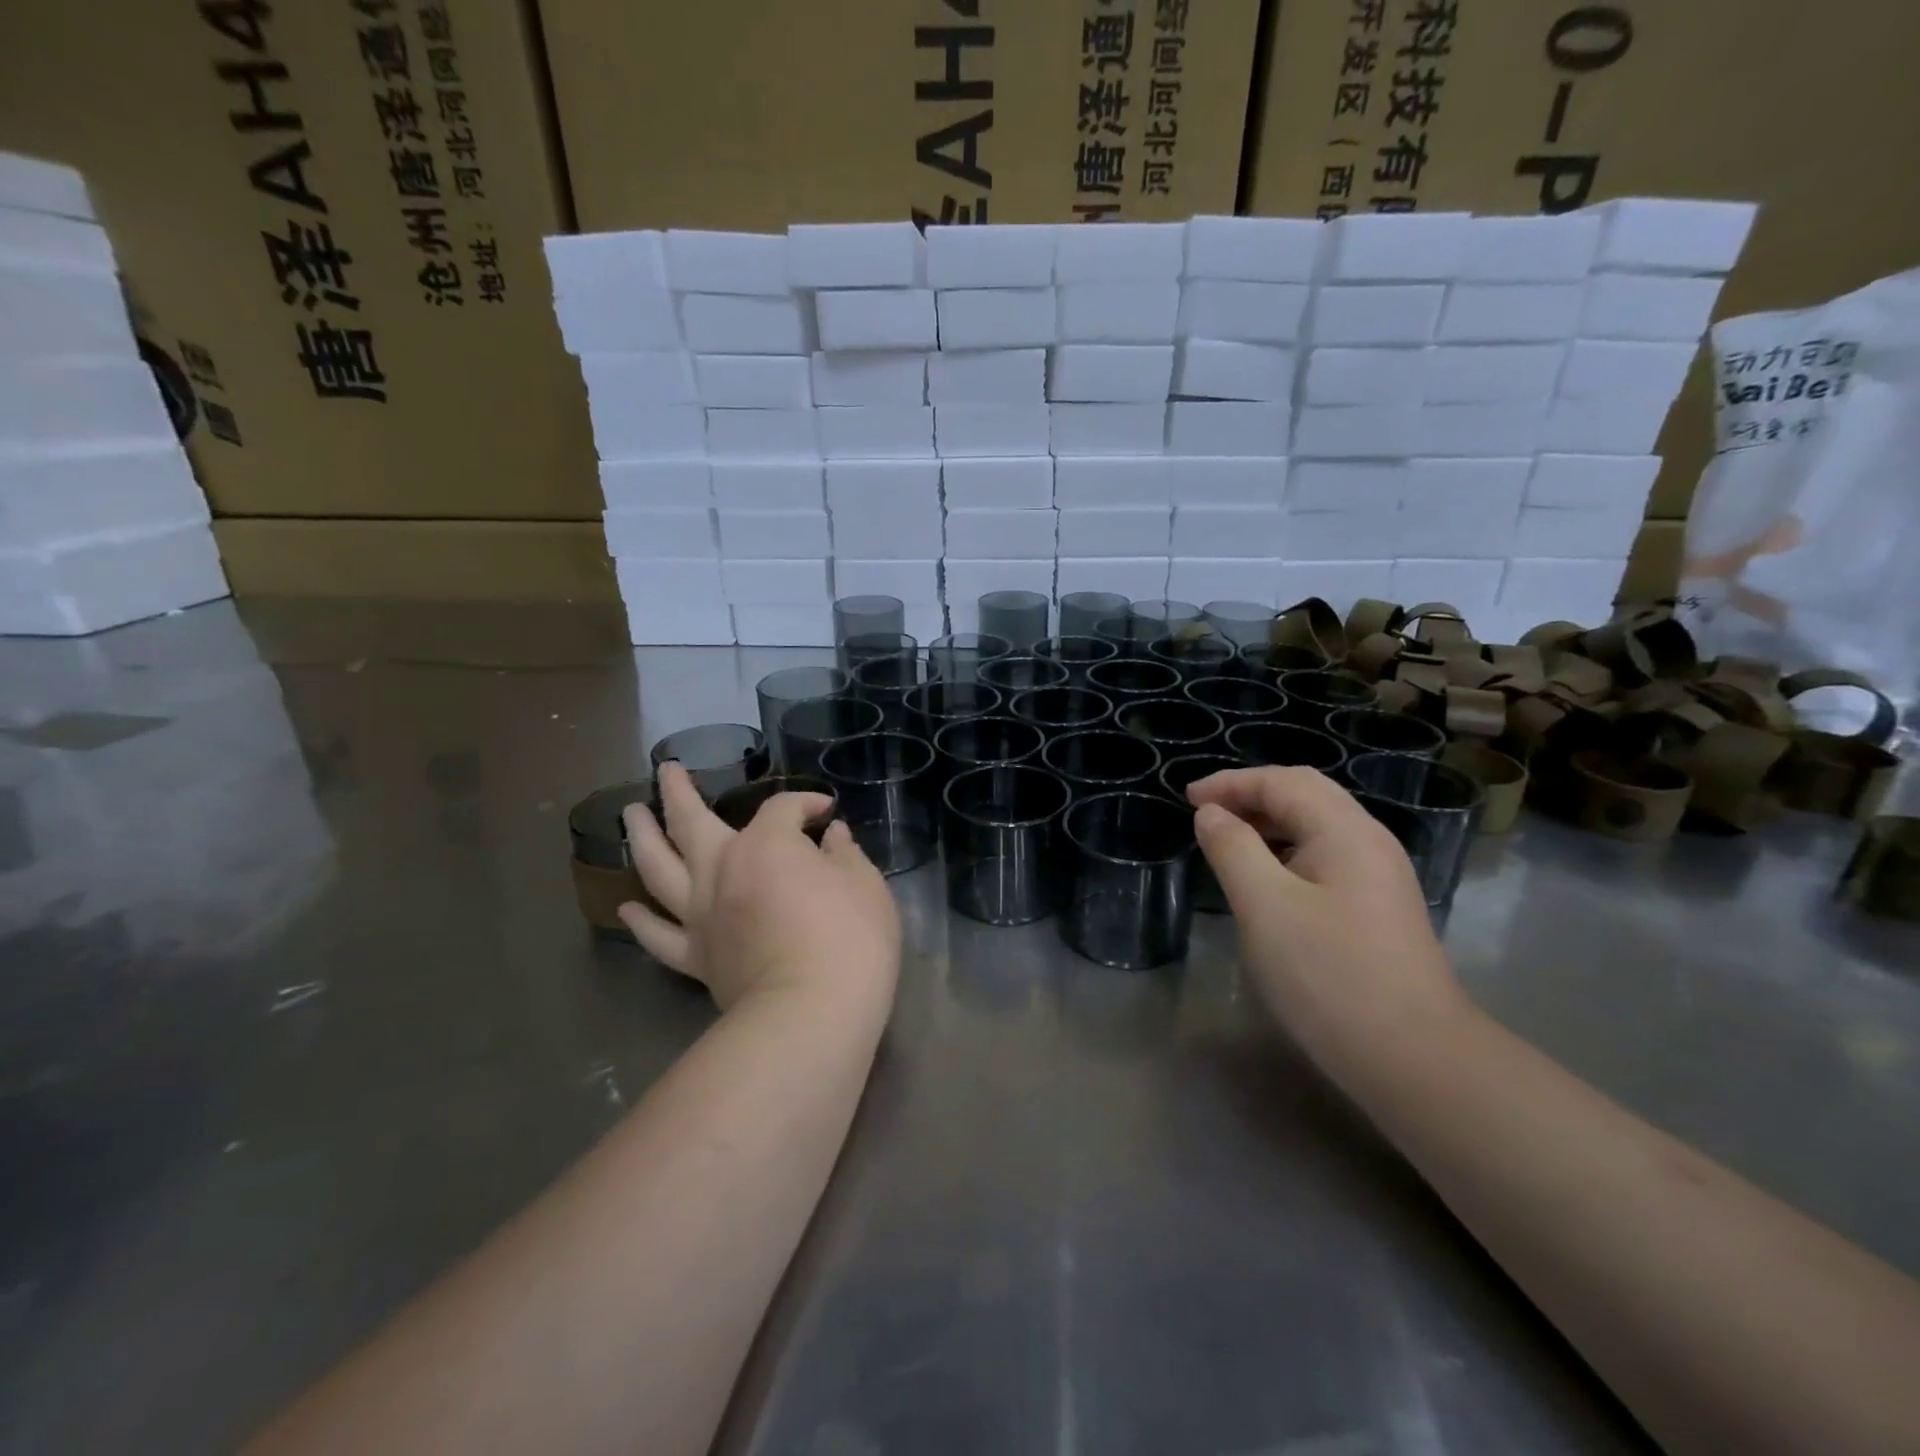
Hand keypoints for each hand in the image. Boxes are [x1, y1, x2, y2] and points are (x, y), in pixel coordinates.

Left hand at [620, 763, 899, 1012]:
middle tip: (665, 771)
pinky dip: (641, 921)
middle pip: (690, 821)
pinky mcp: (695, 958)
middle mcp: (722, 870)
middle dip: (678, 792)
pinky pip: (659, 935)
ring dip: (641, 838)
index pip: (782, 808)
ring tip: (629, 816)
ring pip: (658, 868)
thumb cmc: (849, 940)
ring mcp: (701, 914)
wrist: (811, 1014)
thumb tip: (832, 836)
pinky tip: (626, 907)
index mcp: (766, 845)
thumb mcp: (865, 886)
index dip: (805, 803)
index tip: (825, 812)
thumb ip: (845, 854)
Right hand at [1185, 766, 1466, 1067]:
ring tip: (1227, 838)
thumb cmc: (1329, 975)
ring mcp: (1379, 876)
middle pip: (1306, 795)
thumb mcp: (1265, 906)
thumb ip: (1233, 849)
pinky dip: (1286, 850)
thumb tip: (1211, 814)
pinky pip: (1325, 856)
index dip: (1231, 783)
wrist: (1414, 1058)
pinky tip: (1266, 877)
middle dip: (1251, 794)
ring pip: (1318, 827)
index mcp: (1346, 831)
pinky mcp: (1378, 908)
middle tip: (1205, 811)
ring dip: (1269, 822)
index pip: (1283, 782)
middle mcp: (1369, 842)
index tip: (1186, 798)